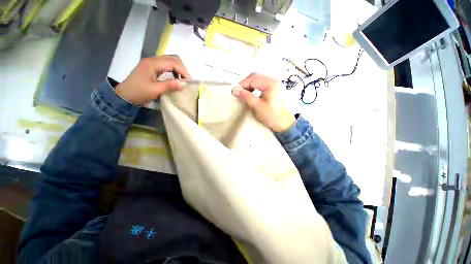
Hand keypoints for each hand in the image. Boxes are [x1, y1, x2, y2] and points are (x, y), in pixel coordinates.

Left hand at [115, 55, 190, 105]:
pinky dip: (173, 71)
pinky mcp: (152, 67)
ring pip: (170, 61)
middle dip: (182, 68)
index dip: (183, 71)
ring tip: (182, 80)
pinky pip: (166, 65)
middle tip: (187, 80)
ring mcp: (152, 63)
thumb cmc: (138, 93)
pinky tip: (175, 78)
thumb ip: (169, 86)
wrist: (124, 96)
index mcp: (152, 64)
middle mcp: (153, 60)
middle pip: (173, 58)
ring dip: (178, 69)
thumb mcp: (155, 90)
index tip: (189, 81)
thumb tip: (184, 84)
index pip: (173, 62)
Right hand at [232, 73, 295, 132]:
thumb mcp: (257, 107)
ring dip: (250, 85)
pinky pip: (262, 83)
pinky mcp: (275, 88)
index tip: (235, 92)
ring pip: (259, 79)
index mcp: (271, 84)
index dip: (243, 84)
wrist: (284, 123)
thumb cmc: (271, 116)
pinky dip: (255, 87)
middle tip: (240, 92)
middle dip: (246, 83)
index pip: (253, 78)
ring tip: (245, 93)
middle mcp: (274, 80)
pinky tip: (252, 93)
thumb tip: (234, 90)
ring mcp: (275, 84)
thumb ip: (246, 97)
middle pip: (256, 76)